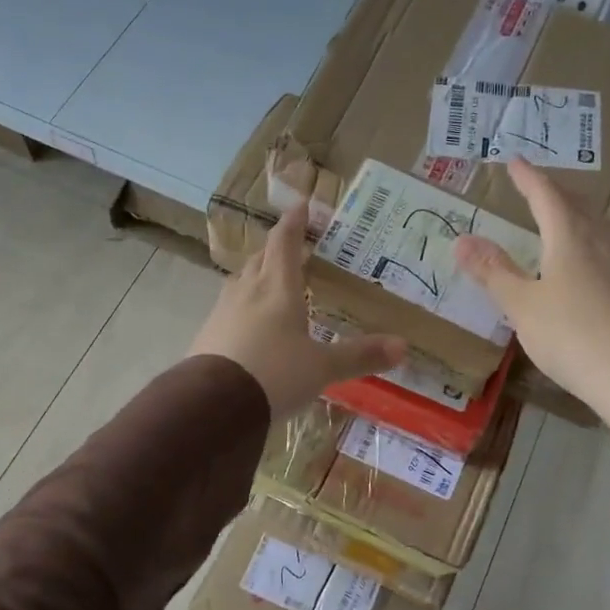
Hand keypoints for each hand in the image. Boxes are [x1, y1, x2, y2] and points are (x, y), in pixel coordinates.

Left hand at [190, 202, 407, 420]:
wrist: (213, 405)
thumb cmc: (274, 374)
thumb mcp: (322, 368)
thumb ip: (359, 355)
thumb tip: (403, 346)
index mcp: (277, 288)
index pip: (285, 243)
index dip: (294, 223)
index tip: (302, 205)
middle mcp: (247, 291)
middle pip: (261, 259)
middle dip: (276, 250)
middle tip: (292, 249)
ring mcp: (221, 312)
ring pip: (240, 282)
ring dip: (256, 276)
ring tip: (270, 282)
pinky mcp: (206, 335)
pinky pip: (227, 309)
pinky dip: (242, 307)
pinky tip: (248, 325)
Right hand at [455, 160, 609, 446]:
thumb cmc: (571, 337)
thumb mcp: (522, 306)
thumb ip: (493, 272)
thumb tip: (462, 239)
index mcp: (570, 238)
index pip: (546, 196)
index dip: (528, 178)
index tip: (514, 161)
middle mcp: (601, 242)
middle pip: (578, 205)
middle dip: (554, 191)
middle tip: (536, 185)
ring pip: (599, 224)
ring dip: (577, 212)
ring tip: (563, 215)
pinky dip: (592, 238)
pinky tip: (591, 259)